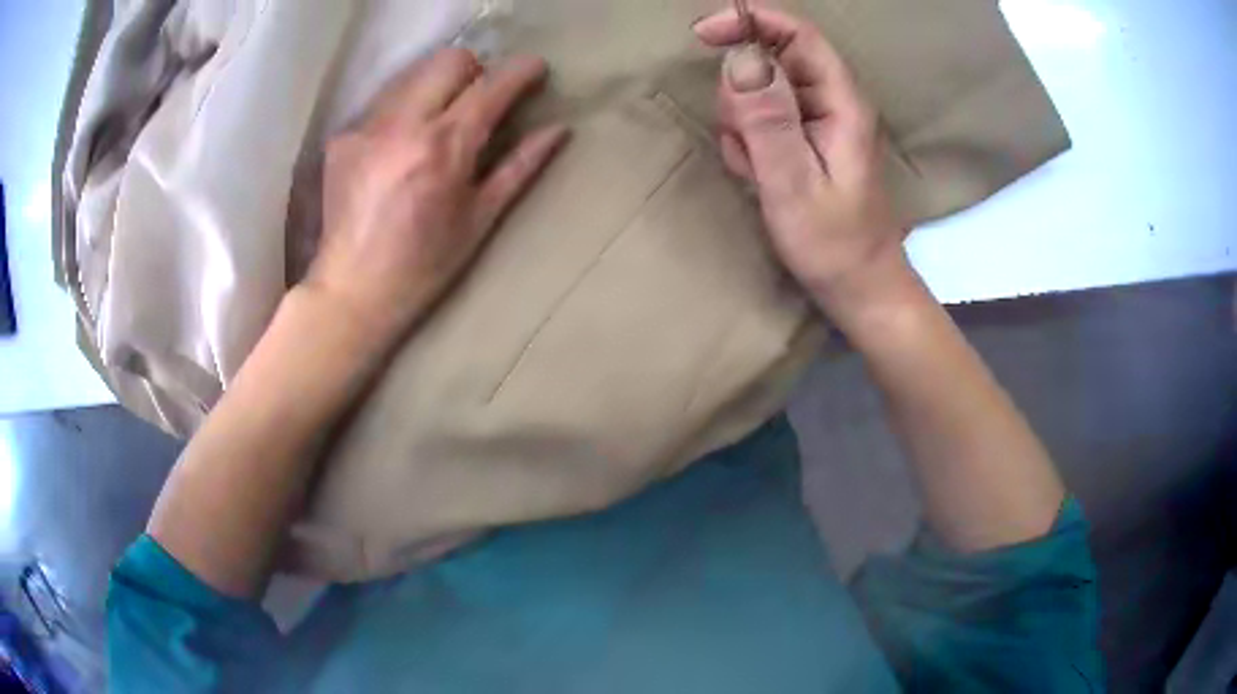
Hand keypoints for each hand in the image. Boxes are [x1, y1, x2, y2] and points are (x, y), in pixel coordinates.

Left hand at [304, 48, 568, 340]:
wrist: (352, 293)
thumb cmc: (425, 266)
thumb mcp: (480, 219)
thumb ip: (520, 166)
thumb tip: (557, 130)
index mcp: (444, 147)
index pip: (491, 86)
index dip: (520, 71)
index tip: (535, 68)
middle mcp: (403, 124)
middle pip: (448, 60)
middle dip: (474, 70)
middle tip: (479, 101)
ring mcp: (367, 128)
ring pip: (413, 75)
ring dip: (436, 87)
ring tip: (438, 122)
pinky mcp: (343, 138)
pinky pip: (383, 104)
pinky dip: (403, 113)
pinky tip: (399, 148)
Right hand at [694, 8, 909, 313]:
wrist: (859, 287)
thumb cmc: (834, 244)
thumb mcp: (794, 184)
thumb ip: (769, 120)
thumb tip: (741, 57)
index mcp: (841, 102)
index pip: (797, 35)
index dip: (751, 22)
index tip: (703, 33)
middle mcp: (831, 102)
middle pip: (769, 62)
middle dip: (741, 97)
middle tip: (747, 146)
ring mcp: (817, 120)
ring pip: (757, 92)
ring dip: (743, 126)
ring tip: (759, 171)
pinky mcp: (805, 138)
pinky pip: (760, 120)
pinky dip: (749, 144)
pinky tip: (761, 176)